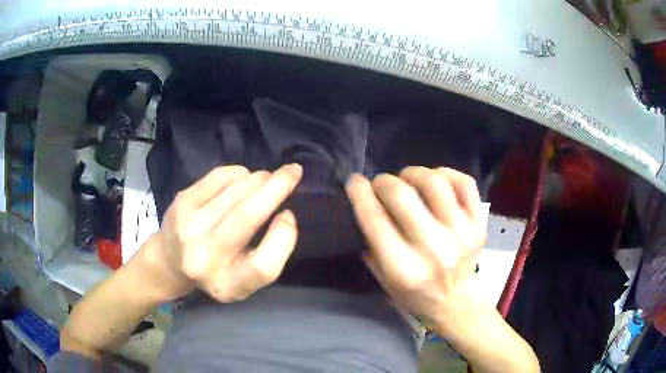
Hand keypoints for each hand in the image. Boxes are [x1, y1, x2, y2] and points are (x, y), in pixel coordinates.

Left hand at [140, 164, 301, 302]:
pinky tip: (242, 178)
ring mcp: (189, 228)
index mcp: (227, 286)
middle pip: (247, 218)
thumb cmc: (216, 271)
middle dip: (276, 188)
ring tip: (267, 177)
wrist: (169, 261)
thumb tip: (283, 210)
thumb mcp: (245, 279)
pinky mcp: (181, 203)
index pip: (263, 266)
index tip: (289, 215)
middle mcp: (204, 260)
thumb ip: (268, 255)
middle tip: (294, 171)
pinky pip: (219, 177)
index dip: (283, 237)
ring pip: (235, 192)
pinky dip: (238, 173)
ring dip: (259, 178)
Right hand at [345, 166, 485, 320]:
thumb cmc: (415, 294)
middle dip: (384, 181)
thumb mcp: (383, 279)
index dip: (360, 193)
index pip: (375, 220)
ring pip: (434, 182)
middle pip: (402, 195)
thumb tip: (367, 201)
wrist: (456, 302)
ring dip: (413, 173)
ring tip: (408, 180)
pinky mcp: (478, 223)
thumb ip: (372, 244)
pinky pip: (464, 183)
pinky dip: (445, 173)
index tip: (354, 181)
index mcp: (404, 269)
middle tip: (381, 184)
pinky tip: (435, 181)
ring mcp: (462, 233)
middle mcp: (434, 249)